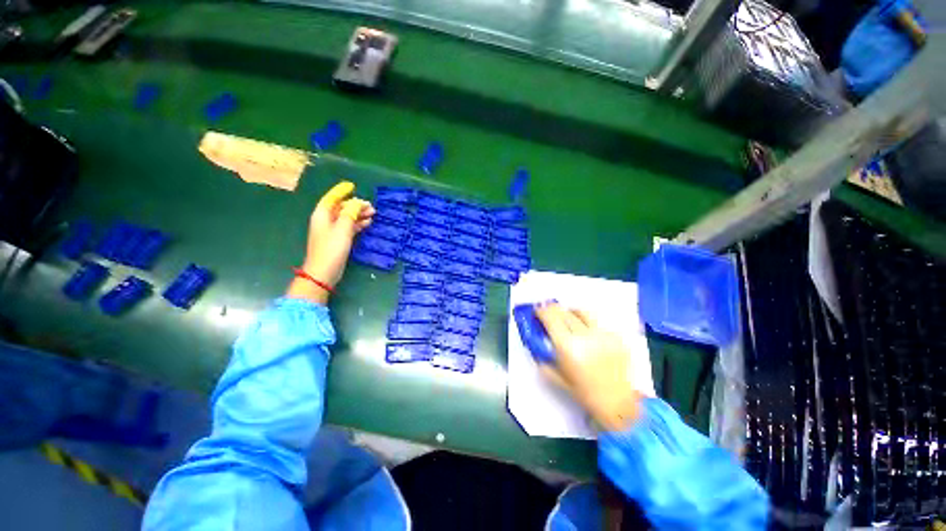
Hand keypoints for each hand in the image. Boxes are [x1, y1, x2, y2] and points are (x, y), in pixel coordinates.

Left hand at [288, 181, 373, 302]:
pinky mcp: (337, 240)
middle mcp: (325, 220)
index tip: (352, 185)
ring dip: (358, 215)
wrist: (324, 272)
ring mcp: (331, 231)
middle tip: (371, 206)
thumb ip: (350, 213)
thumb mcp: (343, 228)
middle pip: (341, 208)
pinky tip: (367, 223)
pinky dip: (357, 224)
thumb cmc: (332, 248)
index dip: (341, 191)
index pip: (331, 198)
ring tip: (373, 214)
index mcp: (322, 215)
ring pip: (346, 217)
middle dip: (355, 205)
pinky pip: (348, 227)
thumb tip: (357, 202)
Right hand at [535, 303, 642, 431]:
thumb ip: (544, 360)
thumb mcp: (558, 378)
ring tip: (568, 317)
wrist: (619, 404)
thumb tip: (537, 345)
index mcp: (568, 347)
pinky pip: (597, 323)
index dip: (541, 312)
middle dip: (553, 310)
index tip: (537, 311)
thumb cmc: (586, 393)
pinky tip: (587, 334)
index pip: (551, 318)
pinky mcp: (616, 336)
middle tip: (549, 312)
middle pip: (564, 312)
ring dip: (571, 312)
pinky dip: (587, 324)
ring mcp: (602, 334)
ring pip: (582, 312)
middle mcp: (585, 336)